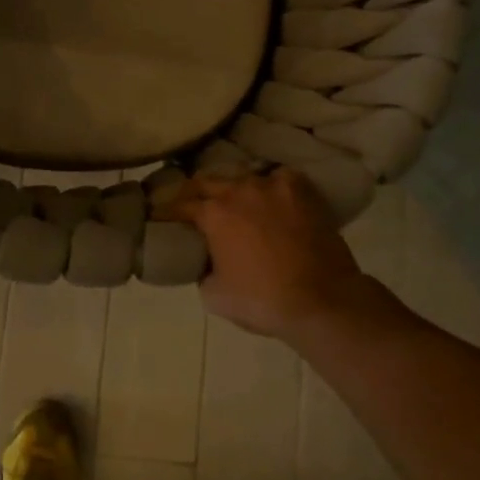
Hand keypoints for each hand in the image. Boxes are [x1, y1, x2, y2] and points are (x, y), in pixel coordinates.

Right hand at [165, 169, 381, 342]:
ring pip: (242, 178)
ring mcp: (272, 186)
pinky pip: (278, 178)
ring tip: (232, 201)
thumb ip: (202, 270)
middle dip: (193, 193)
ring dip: (232, 189)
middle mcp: (238, 190)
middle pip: (206, 182)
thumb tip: (205, 261)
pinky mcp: (301, 191)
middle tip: (188, 205)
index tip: (157, 215)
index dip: (165, 211)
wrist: (322, 301)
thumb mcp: (214, 295)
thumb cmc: (263, 300)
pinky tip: (271, 197)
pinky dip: (270, 186)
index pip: (178, 205)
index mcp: (213, 214)